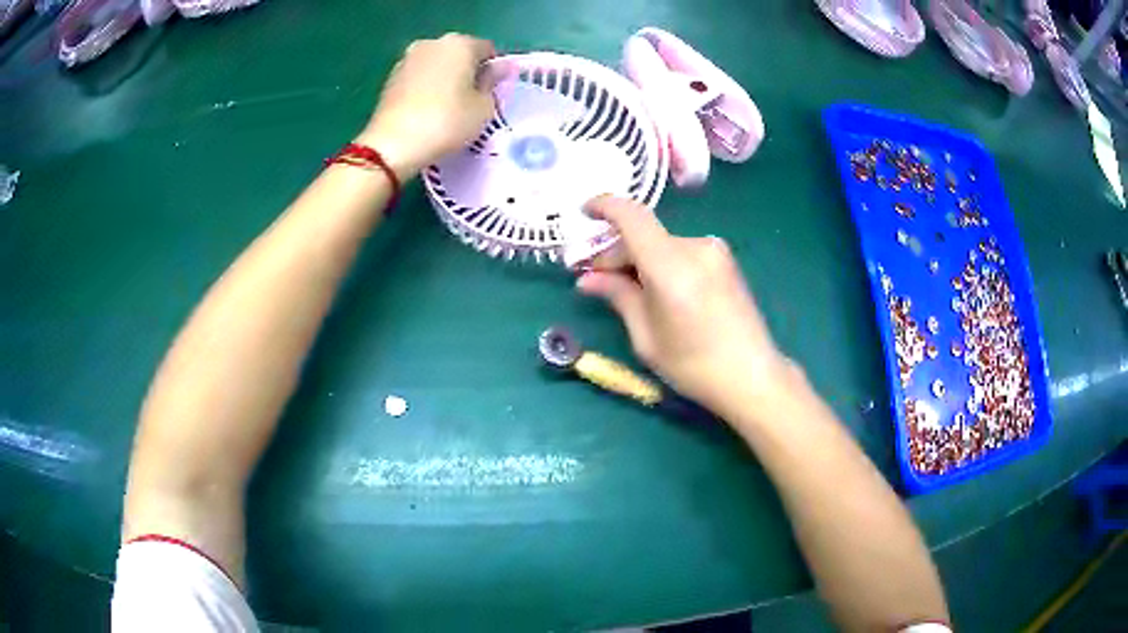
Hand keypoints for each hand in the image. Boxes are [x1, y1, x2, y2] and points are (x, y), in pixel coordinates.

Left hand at [357, 33, 500, 179]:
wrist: (392, 145)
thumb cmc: (446, 122)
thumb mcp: (484, 107)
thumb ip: (493, 83)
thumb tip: (498, 70)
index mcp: (460, 43)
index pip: (488, 50)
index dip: (494, 71)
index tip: (492, 94)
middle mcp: (433, 43)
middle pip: (460, 54)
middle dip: (468, 72)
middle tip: (471, 102)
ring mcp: (407, 58)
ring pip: (437, 65)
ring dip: (445, 80)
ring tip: (447, 109)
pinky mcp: (391, 77)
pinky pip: (419, 78)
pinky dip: (426, 89)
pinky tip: (427, 112)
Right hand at [577, 196, 792, 413]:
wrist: (752, 377)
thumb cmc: (695, 366)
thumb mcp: (647, 337)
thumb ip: (618, 297)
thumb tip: (587, 278)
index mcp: (671, 266)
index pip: (632, 216)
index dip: (604, 206)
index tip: (584, 213)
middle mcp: (695, 247)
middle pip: (644, 235)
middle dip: (615, 253)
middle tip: (594, 279)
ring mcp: (714, 251)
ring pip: (661, 245)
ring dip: (639, 260)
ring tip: (626, 289)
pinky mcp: (724, 260)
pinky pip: (681, 253)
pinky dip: (661, 263)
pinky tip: (654, 289)